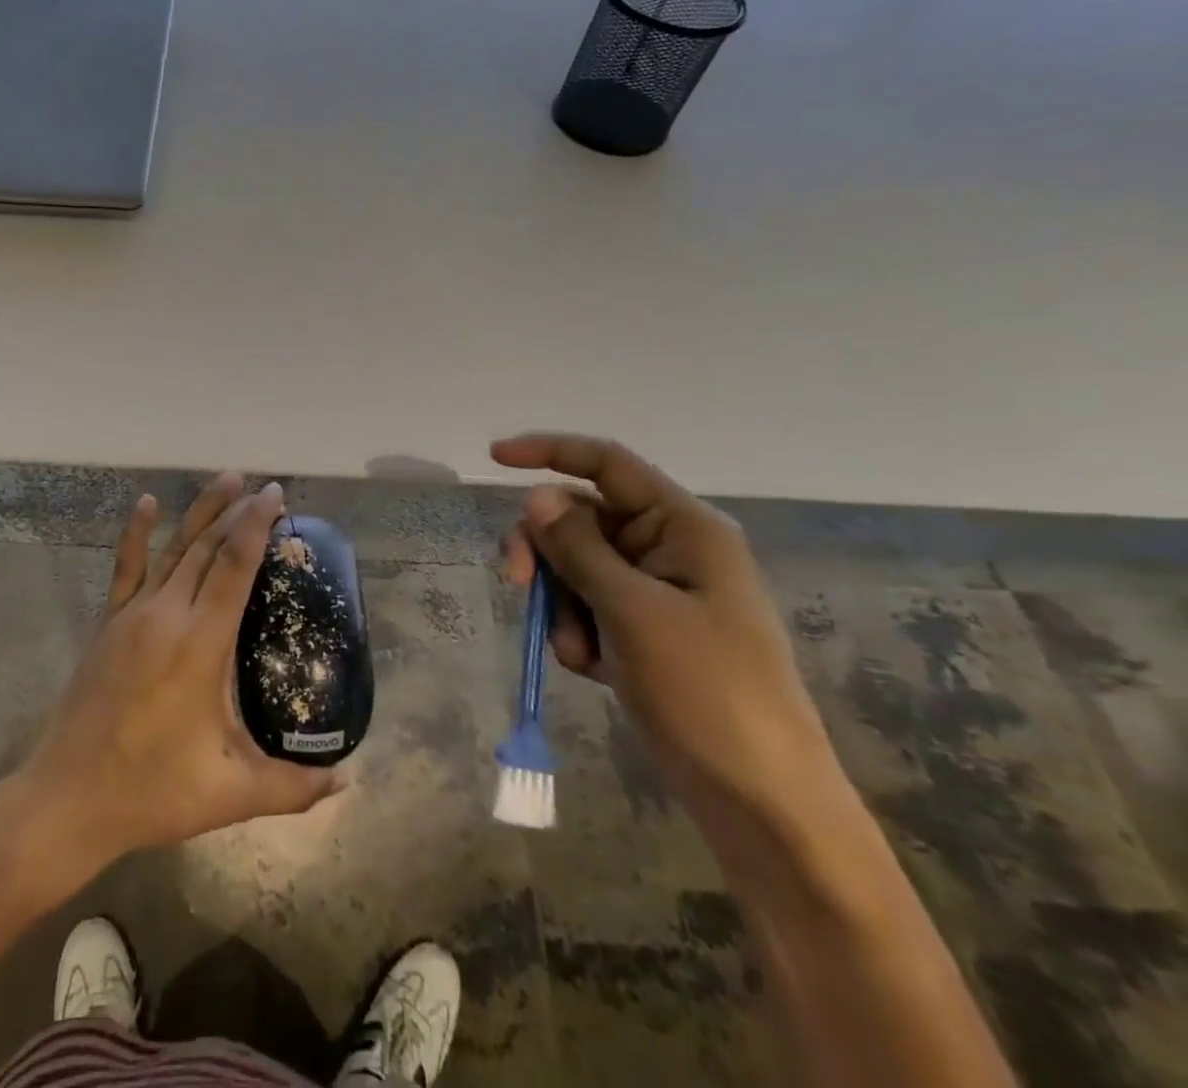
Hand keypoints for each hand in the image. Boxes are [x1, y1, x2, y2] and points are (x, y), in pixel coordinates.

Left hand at [11, 474, 345, 869]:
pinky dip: (135, 532)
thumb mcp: (230, 794)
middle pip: (206, 548)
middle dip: (236, 513)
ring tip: (224, 479)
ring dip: (199, 513)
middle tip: (262, 488)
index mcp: (199, 644)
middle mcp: (166, 615)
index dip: (256, 527)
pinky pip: (125, 567)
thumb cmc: (152, 791)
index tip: (274, 496)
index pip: (234, 568)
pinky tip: (145, 502)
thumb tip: (347, 780)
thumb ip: (294, 787)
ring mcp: (132, 615)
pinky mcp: (108, 623)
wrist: (67, 798)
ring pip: (172, 549)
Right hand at [491, 433, 842, 845]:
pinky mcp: (641, 630)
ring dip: (560, 603)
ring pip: (574, 566)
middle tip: (517, 583)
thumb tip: (537, 496)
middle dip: (544, 550)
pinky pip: (585, 607)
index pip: (606, 464)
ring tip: (580, 652)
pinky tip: (592, 670)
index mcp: (683, 527)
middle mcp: (668, 548)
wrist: (761, 801)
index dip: (549, 452)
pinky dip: (575, 632)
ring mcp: (654, 592)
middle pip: (579, 518)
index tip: (492, 458)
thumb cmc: (708, 693)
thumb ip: (578, 548)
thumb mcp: (634, 612)